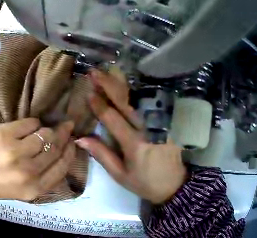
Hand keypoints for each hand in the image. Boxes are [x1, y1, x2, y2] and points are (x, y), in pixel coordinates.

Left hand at [0, 118, 74, 200]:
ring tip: (44, 129)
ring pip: (45, 134)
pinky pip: (30, 123)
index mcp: (33, 189)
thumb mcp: (19, 191)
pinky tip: (29, 126)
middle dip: (63, 136)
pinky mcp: (3, 135)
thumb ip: (41, 178)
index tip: (72, 143)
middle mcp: (28, 172)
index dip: (70, 153)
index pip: (62, 168)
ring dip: (47, 130)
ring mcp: (15, 153)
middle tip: (66, 128)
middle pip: (55, 149)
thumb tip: (59, 155)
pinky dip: (33, 123)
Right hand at [75, 69, 186, 203]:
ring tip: (109, 72)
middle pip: (126, 101)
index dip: (99, 105)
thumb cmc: (145, 182)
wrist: (175, 184)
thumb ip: (102, 155)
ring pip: (140, 97)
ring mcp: (160, 121)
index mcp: (134, 144)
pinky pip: (153, 100)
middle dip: (109, 85)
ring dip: (123, 83)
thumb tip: (81, 139)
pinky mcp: (169, 120)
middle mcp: (148, 128)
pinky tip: (131, 82)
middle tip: (94, 72)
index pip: (113, 118)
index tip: (88, 92)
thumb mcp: (121, 175)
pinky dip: (140, 89)